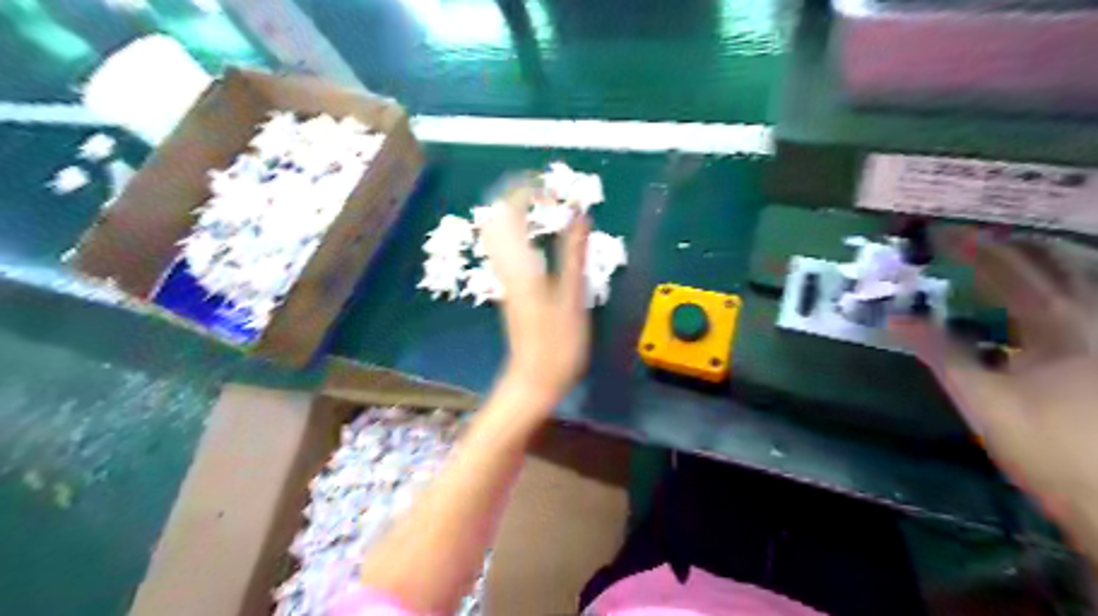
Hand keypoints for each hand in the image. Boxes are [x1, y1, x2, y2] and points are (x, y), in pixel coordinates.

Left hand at [481, 174, 591, 410]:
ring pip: (498, 232)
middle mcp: (505, 265)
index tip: (551, 188)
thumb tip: (579, 215)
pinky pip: (505, 247)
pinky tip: (539, 236)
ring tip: (546, 209)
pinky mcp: (509, 287)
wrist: (533, 379)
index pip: (508, 212)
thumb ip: (574, 254)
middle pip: (496, 218)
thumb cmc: (558, 344)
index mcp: (519, 264)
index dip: (526, 191)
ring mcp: (505, 276)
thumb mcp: (573, 298)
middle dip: (517, 196)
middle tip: (547, 194)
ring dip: (517, 213)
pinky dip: (519, 231)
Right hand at [890, 231, 1097, 557]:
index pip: (1009, 270)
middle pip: (1060, 262)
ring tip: (1020, 253)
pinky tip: (1058, 297)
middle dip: (1018, 244)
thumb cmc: (1043, 444)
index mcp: (1055, 324)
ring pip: (1090, 278)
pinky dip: (1073, 288)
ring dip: (1051, 259)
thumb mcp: (979, 398)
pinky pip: (1096, 303)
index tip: (943, 234)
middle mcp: (1095, 318)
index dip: (975, 248)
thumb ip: (940, 352)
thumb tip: (897, 319)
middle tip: (982, 238)